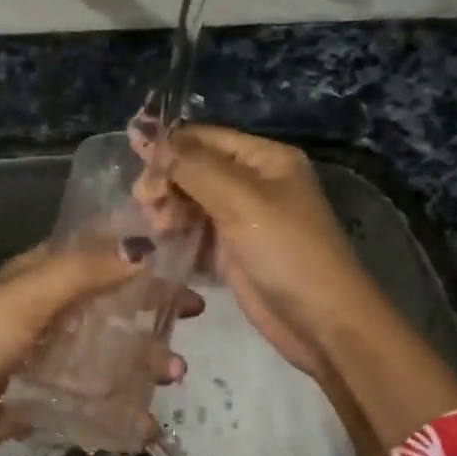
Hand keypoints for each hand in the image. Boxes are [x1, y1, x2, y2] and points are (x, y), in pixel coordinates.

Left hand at [0, 241, 198, 455]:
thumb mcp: (31, 294)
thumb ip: (86, 270)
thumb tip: (145, 247)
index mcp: (42, 274)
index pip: (98, 250)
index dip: (138, 248)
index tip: (183, 254)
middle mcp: (51, 308)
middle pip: (113, 300)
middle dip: (154, 306)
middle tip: (192, 313)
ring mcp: (51, 354)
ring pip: (110, 350)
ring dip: (145, 358)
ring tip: (172, 373)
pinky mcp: (50, 395)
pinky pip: (95, 397)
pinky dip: (123, 408)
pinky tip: (146, 423)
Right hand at [132, 123, 360, 388]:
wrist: (322, 323)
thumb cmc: (287, 251)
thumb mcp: (240, 200)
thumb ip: (191, 167)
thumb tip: (146, 132)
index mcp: (264, 159)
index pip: (203, 138)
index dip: (167, 146)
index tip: (134, 164)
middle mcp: (252, 182)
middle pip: (192, 169)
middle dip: (165, 182)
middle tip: (148, 205)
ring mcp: (240, 218)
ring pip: (188, 201)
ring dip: (166, 210)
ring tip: (157, 228)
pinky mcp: (229, 251)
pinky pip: (191, 232)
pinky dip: (173, 235)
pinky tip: (158, 243)